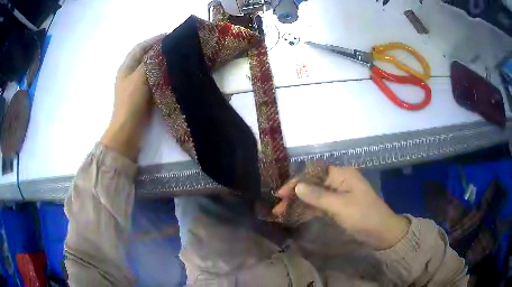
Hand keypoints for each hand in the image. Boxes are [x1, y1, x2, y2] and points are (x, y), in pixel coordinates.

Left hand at [100, 34, 164, 160]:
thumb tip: (162, 50)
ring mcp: (137, 86)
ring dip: (161, 63)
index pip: (139, 48)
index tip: (169, 36)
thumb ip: (150, 62)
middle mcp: (131, 74)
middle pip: (145, 57)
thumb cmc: (131, 101)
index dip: (153, 40)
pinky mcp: (144, 96)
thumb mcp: (140, 77)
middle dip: (159, 51)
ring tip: (177, 58)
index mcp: (126, 68)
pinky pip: (154, 80)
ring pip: (151, 69)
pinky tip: (173, 74)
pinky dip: (162, 75)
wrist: (129, 129)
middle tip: (176, 47)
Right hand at [273, 166, 409, 249]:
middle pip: (312, 185)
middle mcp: (339, 181)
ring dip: (299, 204)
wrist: (382, 232)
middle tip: (278, 207)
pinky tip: (296, 216)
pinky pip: (320, 206)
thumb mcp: (340, 206)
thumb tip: (297, 186)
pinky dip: (308, 210)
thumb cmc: (363, 216)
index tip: (281, 194)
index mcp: (342, 174)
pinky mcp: (339, 206)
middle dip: (295, 195)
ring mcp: (339, 194)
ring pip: (314, 196)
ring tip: (281, 213)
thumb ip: (318, 196)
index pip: (314, 173)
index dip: (296, 182)